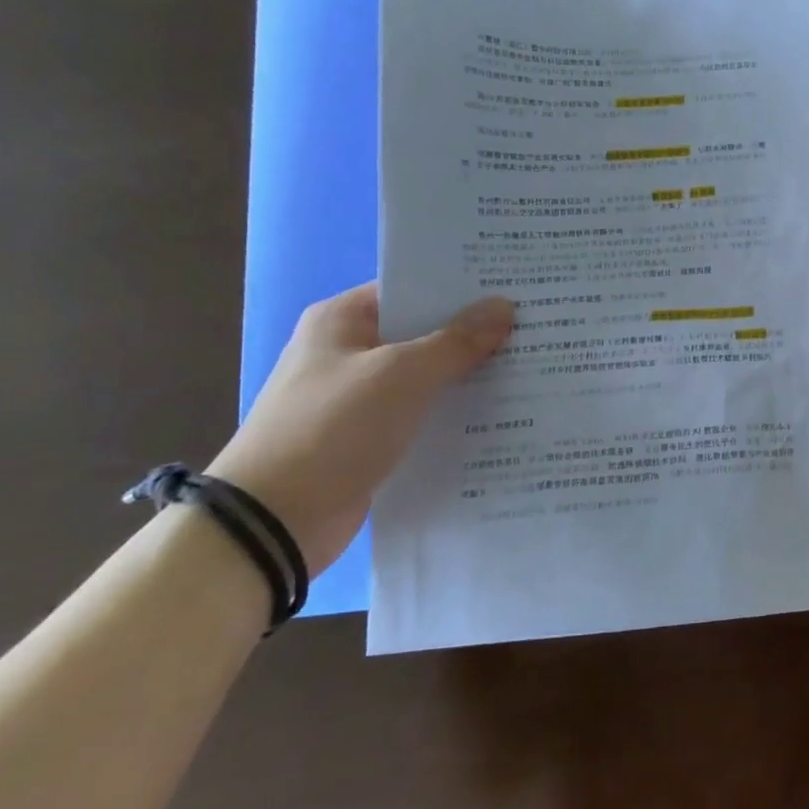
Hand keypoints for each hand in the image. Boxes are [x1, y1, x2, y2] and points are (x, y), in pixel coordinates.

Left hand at [205, 283, 514, 571]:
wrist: (274, 520)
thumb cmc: (333, 428)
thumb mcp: (402, 374)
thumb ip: (457, 341)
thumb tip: (504, 306)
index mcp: (343, 320)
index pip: (412, 288)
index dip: (461, 288)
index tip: (513, 289)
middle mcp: (348, 352)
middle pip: (423, 332)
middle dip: (474, 333)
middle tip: (534, 327)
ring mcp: (358, 397)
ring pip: (426, 376)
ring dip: (467, 376)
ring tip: (529, 367)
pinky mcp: (369, 438)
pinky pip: (421, 414)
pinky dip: (453, 413)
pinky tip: (499, 414)